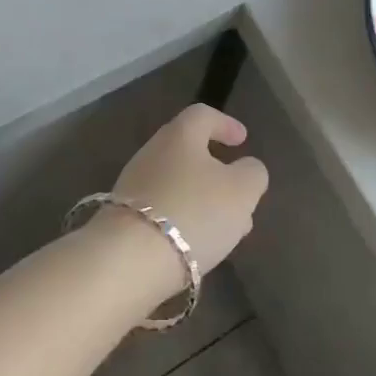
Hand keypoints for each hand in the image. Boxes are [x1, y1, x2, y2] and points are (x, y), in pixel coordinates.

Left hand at [104, 104, 268, 290]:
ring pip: (177, 184)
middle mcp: (152, 152)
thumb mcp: (241, 191)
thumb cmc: (193, 212)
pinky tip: (198, 244)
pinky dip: (184, 219)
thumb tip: (248, 168)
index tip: (242, 140)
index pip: (203, 115)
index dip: (225, 124)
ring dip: (203, 200)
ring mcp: (133, 185)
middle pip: (188, 151)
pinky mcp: (123, 218)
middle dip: (217, 171)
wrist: (127, 260)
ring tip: (226, 228)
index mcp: (180, 135)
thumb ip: (252, 174)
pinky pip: (162, 209)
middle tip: (239, 192)